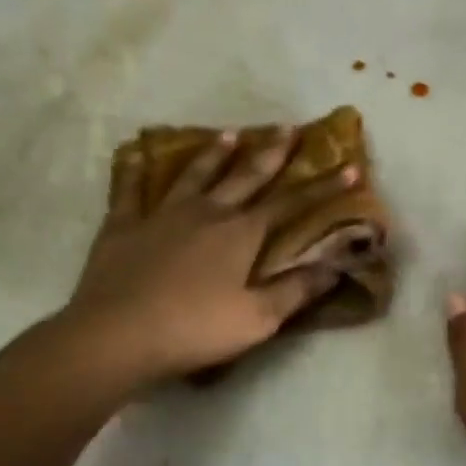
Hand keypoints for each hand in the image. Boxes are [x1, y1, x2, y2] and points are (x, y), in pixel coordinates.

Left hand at [62, 128, 355, 389]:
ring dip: (215, 154)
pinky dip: (135, 170)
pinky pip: (130, 190)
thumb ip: (297, 289)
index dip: (323, 188)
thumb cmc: (195, 330)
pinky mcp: (123, 226)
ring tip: (230, 134)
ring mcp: (161, 215)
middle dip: (272, 154)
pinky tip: (136, 153)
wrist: (116, 337)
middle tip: (288, 129)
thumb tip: (336, 265)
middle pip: (246, 177)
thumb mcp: (258, 318)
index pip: (292, 204)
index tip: (349, 169)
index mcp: (241, 234)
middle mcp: (206, 213)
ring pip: (195, 175)